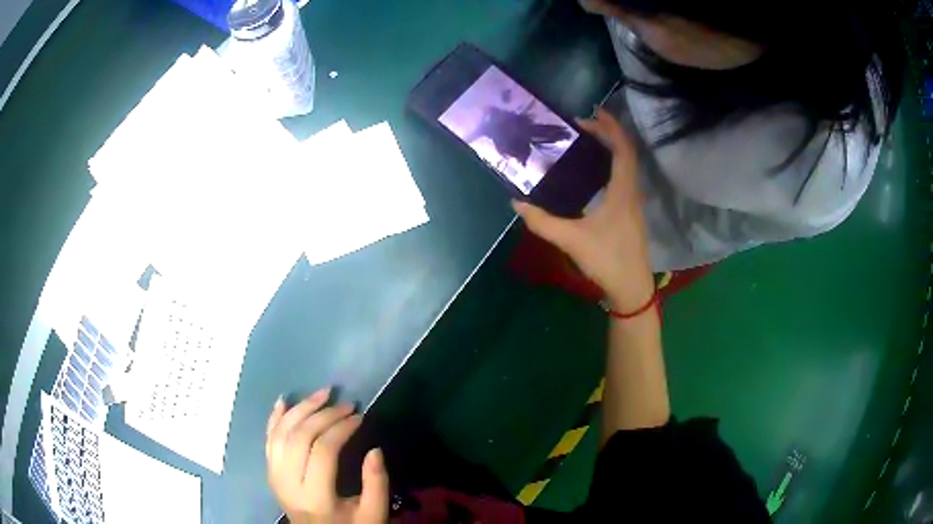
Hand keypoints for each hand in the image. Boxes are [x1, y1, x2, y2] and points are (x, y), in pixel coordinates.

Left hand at [266, 389, 388, 523]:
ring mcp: (274, 476)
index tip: (359, 415)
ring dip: (300, 408)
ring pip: (281, 433)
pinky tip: (284, 401)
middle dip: (323, 413)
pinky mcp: (270, 472)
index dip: (340, 427)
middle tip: (345, 403)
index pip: (323, 450)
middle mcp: (288, 483)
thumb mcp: (372, 514)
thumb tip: (375, 450)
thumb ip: (376, 484)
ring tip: (322, 393)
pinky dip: (275, 418)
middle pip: (300, 436)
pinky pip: (268, 440)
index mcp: (315, 497)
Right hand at [513, 108, 653, 311]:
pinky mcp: (630, 212)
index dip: (610, 127)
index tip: (591, 113)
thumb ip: (542, 221)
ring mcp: (633, 202)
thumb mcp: (571, 240)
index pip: (623, 149)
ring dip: (611, 148)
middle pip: (626, 152)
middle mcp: (632, 191)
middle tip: (582, 124)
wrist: (631, 288)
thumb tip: (516, 203)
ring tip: (586, 141)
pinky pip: (623, 177)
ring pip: (627, 165)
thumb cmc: (608, 260)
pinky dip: (611, 165)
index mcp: (623, 191)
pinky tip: (593, 172)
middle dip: (608, 133)